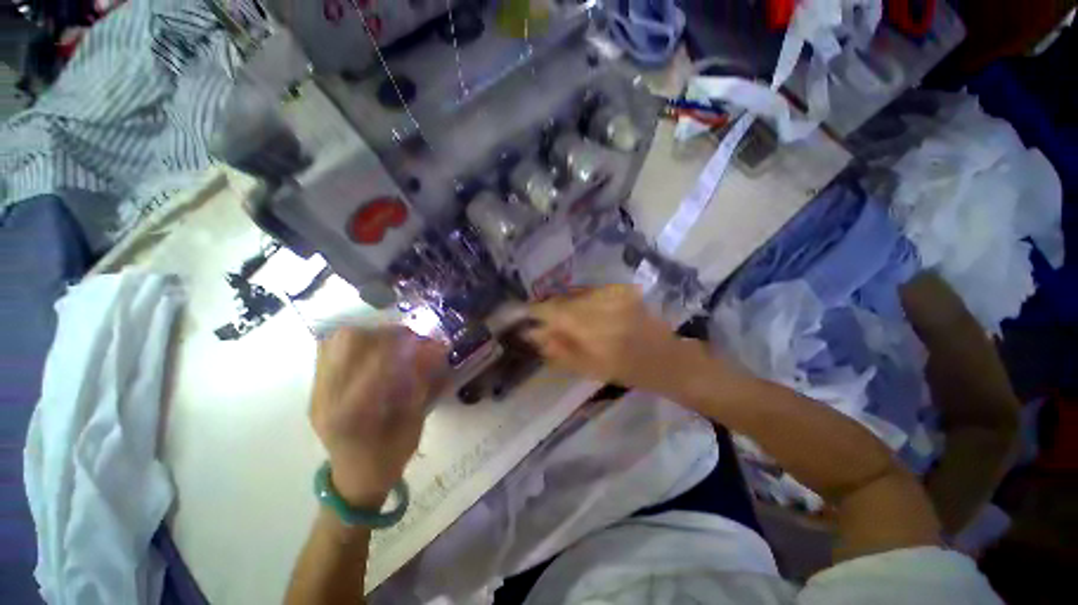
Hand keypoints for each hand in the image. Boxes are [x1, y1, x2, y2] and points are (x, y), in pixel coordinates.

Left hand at [310, 327, 447, 506]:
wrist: (354, 479)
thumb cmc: (390, 456)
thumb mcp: (413, 422)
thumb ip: (422, 383)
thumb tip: (435, 348)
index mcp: (353, 414)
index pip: (374, 361)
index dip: (403, 345)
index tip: (423, 340)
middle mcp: (327, 398)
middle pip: (347, 342)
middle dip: (384, 332)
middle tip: (407, 338)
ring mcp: (317, 392)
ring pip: (334, 341)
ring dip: (368, 333)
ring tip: (390, 340)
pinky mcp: (316, 388)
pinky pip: (328, 349)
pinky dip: (353, 340)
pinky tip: (371, 347)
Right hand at [526, 285, 713, 398]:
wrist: (665, 357)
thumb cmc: (626, 370)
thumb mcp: (587, 368)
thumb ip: (556, 349)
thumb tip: (531, 335)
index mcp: (591, 327)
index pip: (551, 310)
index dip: (532, 311)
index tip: (520, 317)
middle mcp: (599, 303)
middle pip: (560, 298)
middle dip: (547, 309)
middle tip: (541, 322)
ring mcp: (611, 293)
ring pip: (574, 293)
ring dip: (564, 305)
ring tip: (563, 320)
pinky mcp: (619, 289)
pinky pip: (589, 291)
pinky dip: (580, 300)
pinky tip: (582, 313)